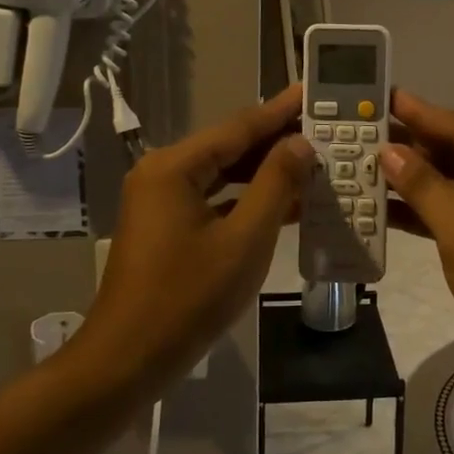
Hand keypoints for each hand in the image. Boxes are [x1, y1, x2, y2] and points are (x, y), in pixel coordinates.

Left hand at [75, 86, 312, 392]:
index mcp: (175, 167)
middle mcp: (163, 173)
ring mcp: (162, 201)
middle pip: (230, 147)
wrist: (128, 360)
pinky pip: (214, 200)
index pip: (239, 127)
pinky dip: (247, 200)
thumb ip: (275, 185)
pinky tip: (286, 202)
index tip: (314, 92)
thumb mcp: (244, 240)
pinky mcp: (167, 227)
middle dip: (277, 141)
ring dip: (265, 172)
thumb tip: (300, 143)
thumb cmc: (188, 298)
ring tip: (315, 160)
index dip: (280, 110)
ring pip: (223, 175)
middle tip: (325, 128)